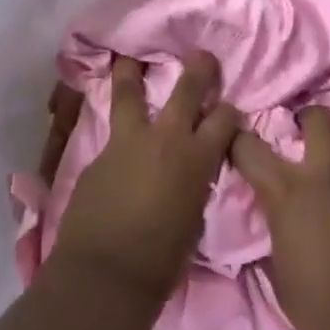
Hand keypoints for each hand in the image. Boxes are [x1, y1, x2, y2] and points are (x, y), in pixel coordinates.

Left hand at [50, 52, 238, 304]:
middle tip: (201, 55)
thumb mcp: (193, 218)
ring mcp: (128, 141)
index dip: (229, 113)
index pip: (224, 120)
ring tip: (127, 56)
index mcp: (197, 159)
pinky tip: (116, 125)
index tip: (228, 111)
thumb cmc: (161, 260)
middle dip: (198, 69)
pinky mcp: (100, 152)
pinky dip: (117, 124)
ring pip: (130, 92)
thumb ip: (194, 184)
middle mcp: (166, 139)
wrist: (106, 273)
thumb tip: (191, 173)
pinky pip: (112, 130)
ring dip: (131, 72)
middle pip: (186, 90)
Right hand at [230, 107, 329, 329]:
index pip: (248, 146)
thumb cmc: (317, 306)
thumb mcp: (277, 273)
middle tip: (298, 130)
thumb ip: (272, 236)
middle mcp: (322, 178)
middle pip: (318, 122)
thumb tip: (270, 225)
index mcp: (285, 191)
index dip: (235, 139)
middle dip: (308, 119)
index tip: (230, 140)